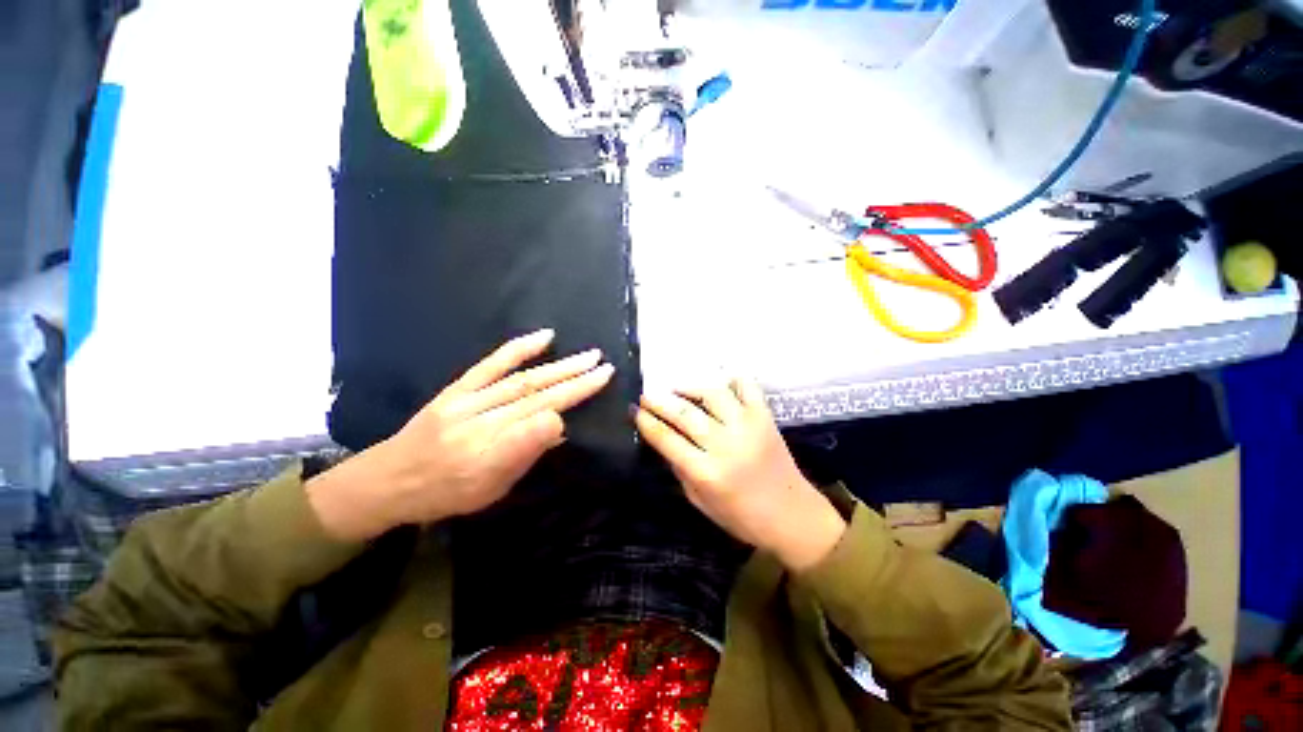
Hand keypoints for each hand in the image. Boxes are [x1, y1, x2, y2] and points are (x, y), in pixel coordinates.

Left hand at [308, 329, 613, 540]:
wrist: (385, 481)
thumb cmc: (445, 493)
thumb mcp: (488, 491)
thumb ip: (523, 456)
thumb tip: (557, 425)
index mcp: (485, 454)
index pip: (536, 423)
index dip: (569, 401)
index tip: (598, 385)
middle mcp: (477, 423)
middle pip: (533, 397)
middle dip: (574, 380)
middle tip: (605, 367)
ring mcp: (466, 401)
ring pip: (520, 380)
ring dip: (558, 366)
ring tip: (588, 355)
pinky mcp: (457, 389)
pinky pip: (489, 365)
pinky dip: (518, 349)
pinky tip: (544, 337)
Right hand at [635, 380, 845, 570]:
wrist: (793, 516)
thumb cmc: (742, 517)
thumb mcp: (700, 502)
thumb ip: (680, 469)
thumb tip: (664, 440)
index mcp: (706, 472)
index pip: (666, 439)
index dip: (647, 422)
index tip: (635, 410)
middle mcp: (726, 445)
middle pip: (684, 413)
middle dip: (659, 400)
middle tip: (646, 394)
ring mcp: (748, 426)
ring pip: (712, 393)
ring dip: (689, 386)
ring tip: (677, 388)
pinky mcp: (765, 417)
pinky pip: (747, 387)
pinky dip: (731, 379)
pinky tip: (717, 382)